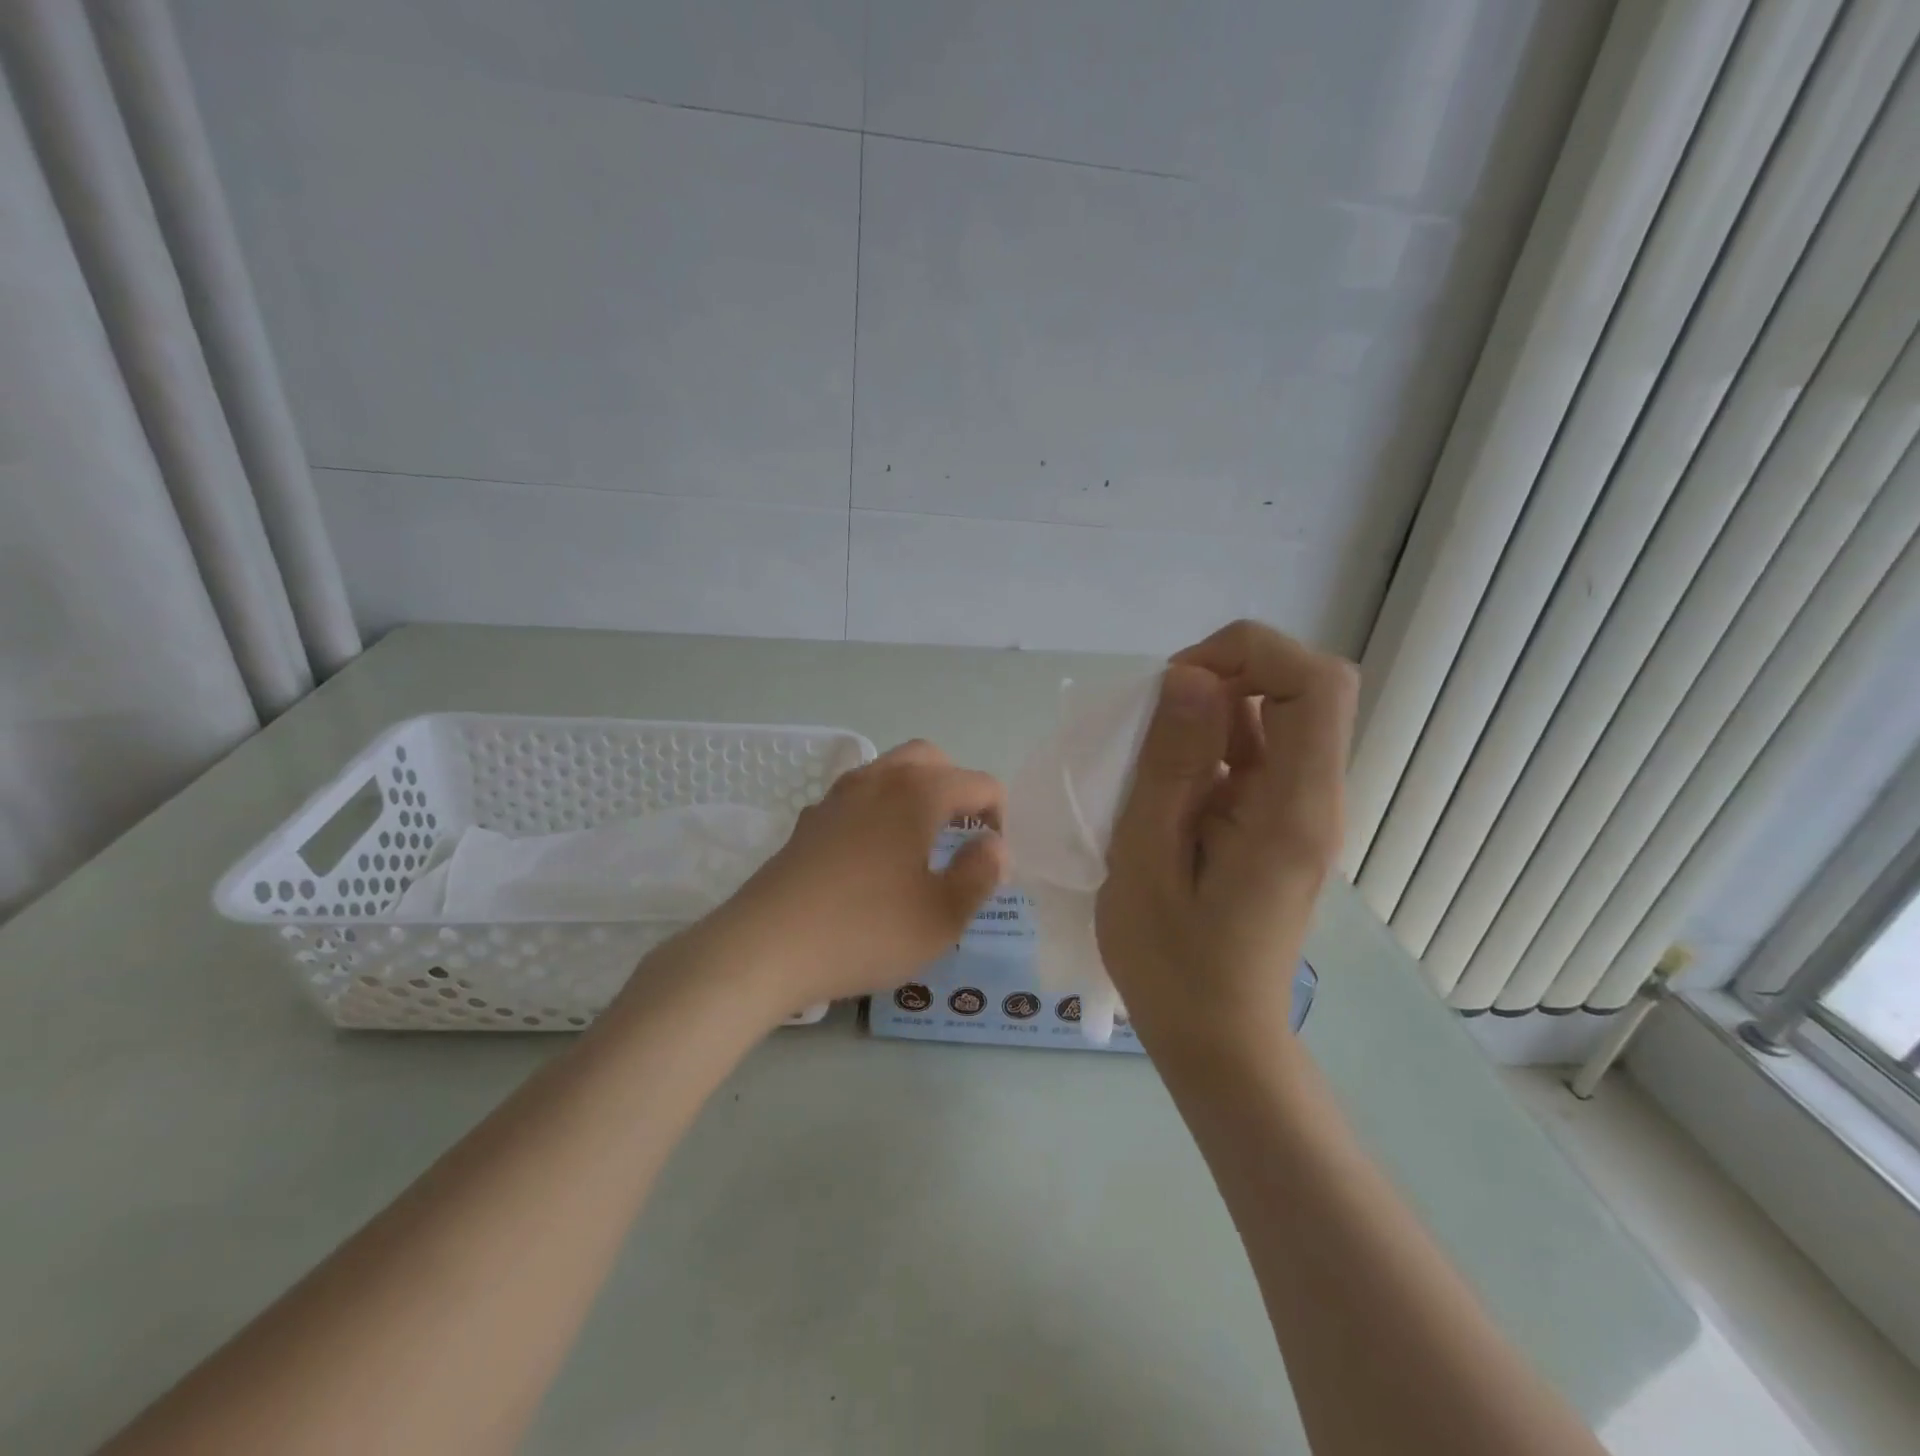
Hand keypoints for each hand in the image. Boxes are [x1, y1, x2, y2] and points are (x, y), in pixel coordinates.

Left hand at [695, 739, 1007, 1020]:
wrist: (765, 948)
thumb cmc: (865, 931)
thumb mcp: (941, 916)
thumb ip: (980, 874)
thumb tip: (995, 846)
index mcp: (918, 793)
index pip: (979, 783)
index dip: (999, 816)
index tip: (993, 860)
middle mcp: (878, 779)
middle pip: (931, 759)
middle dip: (957, 788)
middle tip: (963, 835)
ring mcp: (836, 796)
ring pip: (889, 770)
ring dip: (916, 793)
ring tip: (922, 843)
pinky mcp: (808, 821)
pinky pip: (856, 797)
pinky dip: (878, 810)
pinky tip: (872, 856)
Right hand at [1096, 620, 1356, 1054]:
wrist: (1217, 1038)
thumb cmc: (1171, 962)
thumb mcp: (1146, 858)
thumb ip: (1170, 764)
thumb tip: (1189, 675)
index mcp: (1294, 808)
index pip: (1317, 683)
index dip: (1249, 655)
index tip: (1176, 686)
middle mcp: (1315, 798)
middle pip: (1302, 688)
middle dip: (1223, 676)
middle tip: (1152, 720)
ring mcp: (1300, 810)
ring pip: (1274, 717)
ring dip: (1210, 713)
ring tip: (1147, 756)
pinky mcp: (1279, 823)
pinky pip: (1254, 755)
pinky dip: (1208, 746)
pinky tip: (1163, 784)